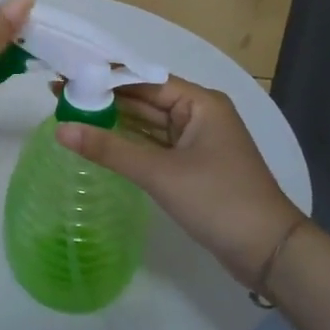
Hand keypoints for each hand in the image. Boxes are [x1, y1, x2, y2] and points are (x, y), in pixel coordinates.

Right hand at [57, 76, 302, 287]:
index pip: (143, 80)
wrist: (269, 252)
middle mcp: (199, 114)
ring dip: (115, 122)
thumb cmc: (218, 200)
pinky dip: (130, 144)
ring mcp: (198, 141)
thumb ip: (109, 149)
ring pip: (148, 124)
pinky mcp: (194, 166)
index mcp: (200, 102)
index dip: (103, 79)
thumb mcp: (160, 173)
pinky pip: (155, 146)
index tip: (66, 78)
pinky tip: (100, 142)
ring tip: (71, 116)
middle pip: (144, 100)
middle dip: (105, 100)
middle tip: (60, 97)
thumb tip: (61, 129)